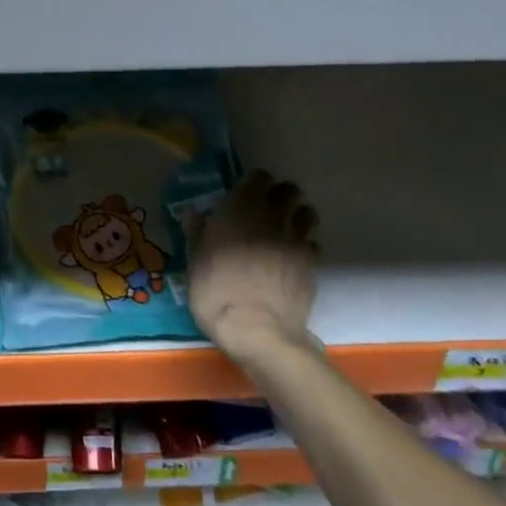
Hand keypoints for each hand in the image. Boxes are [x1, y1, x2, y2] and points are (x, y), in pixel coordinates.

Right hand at [188, 171, 318, 354]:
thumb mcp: (194, 259)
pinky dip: (305, 245)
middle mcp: (273, 215)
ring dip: (297, 216)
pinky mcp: (312, 262)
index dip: (253, 185)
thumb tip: (193, 212)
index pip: (259, 177)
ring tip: (284, 231)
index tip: (243, 197)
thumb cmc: (215, 289)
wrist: (255, 328)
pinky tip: (292, 259)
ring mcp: (297, 238)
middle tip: (266, 212)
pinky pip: (313, 242)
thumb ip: (197, 231)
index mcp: (241, 207)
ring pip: (307, 212)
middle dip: (280, 196)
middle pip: (289, 190)